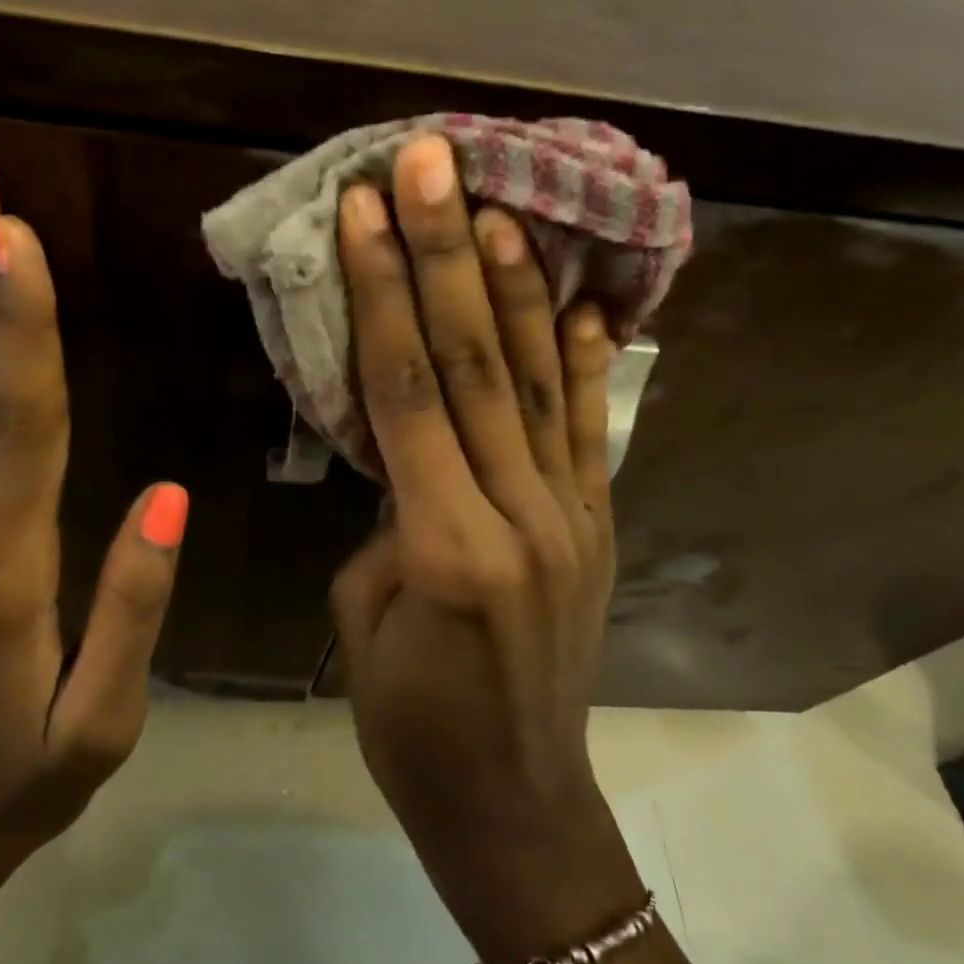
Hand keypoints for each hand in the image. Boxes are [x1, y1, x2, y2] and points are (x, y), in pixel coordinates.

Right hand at [329, 134, 642, 963]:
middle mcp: (521, 513)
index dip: (382, 291)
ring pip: (536, 379)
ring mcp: (573, 514)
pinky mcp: (599, 524)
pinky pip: (589, 428)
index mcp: (446, 543)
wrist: (516, 800)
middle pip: (474, 361)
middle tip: (430, 163)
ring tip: (497, 205)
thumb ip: (389, 515)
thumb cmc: (412, 723)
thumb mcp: (366, 616)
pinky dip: (582, 359)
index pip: (406, 390)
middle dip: (446, 252)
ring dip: (513, 285)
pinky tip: (579, 300)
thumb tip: (407, 453)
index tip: (364, 210)